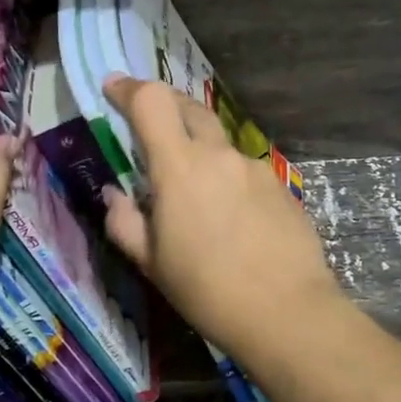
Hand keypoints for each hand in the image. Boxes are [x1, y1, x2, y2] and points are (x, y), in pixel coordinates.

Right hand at [101, 76, 343, 367]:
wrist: (288, 312)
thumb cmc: (207, 290)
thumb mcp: (151, 263)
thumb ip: (125, 222)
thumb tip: (115, 195)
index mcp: (180, 167)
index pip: (152, 102)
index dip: (128, 88)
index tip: (112, 88)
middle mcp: (219, 155)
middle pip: (188, 107)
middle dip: (164, 106)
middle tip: (147, 125)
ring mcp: (255, 167)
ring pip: (218, 142)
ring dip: (198, 149)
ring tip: (192, 191)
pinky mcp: (280, 185)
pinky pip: (242, 168)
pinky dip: (226, 177)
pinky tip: (230, 216)